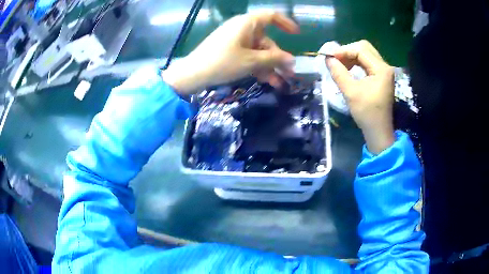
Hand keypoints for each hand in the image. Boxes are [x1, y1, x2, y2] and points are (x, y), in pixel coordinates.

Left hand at [162, 12, 298, 93]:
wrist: (192, 75)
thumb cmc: (222, 62)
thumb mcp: (251, 61)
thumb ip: (274, 59)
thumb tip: (292, 61)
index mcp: (247, 23)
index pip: (271, 17)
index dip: (286, 24)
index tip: (297, 35)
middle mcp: (242, 29)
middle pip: (267, 40)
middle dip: (278, 58)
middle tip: (289, 75)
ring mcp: (236, 40)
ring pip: (258, 51)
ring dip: (269, 66)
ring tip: (278, 84)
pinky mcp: (230, 51)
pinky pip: (249, 56)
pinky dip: (257, 66)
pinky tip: (266, 81)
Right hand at [326, 40, 394, 153]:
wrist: (378, 131)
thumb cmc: (367, 114)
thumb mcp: (350, 93)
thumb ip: (338, 73)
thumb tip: (328, 59)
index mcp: (381, 69)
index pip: (361, 50)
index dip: (344, 51)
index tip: (330, 58)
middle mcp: (385, 66)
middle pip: (365, 48)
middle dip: (348, 51)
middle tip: (335, 60)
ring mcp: (384, 71)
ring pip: (366, 54)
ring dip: (351, 56)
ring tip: (340, 65)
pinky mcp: (382, 76)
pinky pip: (368, 62)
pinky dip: (357, 63)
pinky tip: (348, 69)